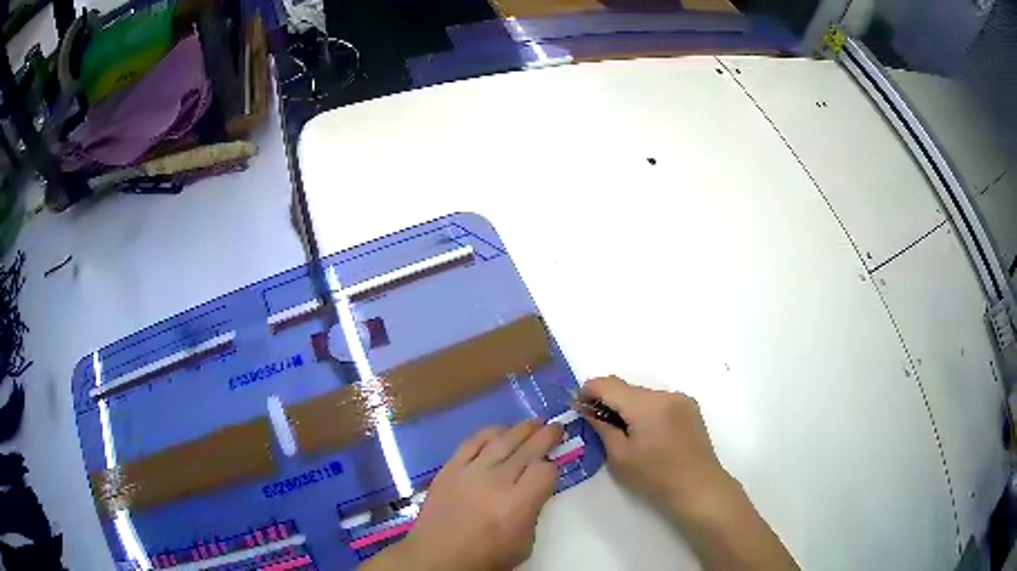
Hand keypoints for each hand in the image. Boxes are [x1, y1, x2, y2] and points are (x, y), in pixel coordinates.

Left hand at [363, 421, 562, 570]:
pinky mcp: (449, 469)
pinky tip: (500, 431)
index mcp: (518, 504)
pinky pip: (472, 443)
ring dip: (521, 429)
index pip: (545, 471)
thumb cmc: (486, 558)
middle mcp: (496, 482)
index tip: (553, 467)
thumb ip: (533, 511)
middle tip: (556, 427)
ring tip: (534, 423)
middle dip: (546, 435)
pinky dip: (488, 433)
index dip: (553, 466)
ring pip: (501, 440)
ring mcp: (470, 472)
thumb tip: (534, 487)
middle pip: (527, 449)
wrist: (438, 558)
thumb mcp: (524, 543)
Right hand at [581, 375, 729, 512]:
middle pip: (627, 388)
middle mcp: (665, 394)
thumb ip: (601, 427)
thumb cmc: (655, 477)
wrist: (698, 488)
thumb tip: (586, 409)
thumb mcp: (620, 456)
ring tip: (623, 432)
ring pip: (643, 394)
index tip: (577, 406)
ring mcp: (681, 399)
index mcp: (647, 405)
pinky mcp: (690, 408)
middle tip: (596, 423)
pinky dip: (646, 410)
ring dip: (628, 406)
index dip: (588, 391)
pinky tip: (646, 433)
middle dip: (608, 400)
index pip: (608, 384)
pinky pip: (659, 401)